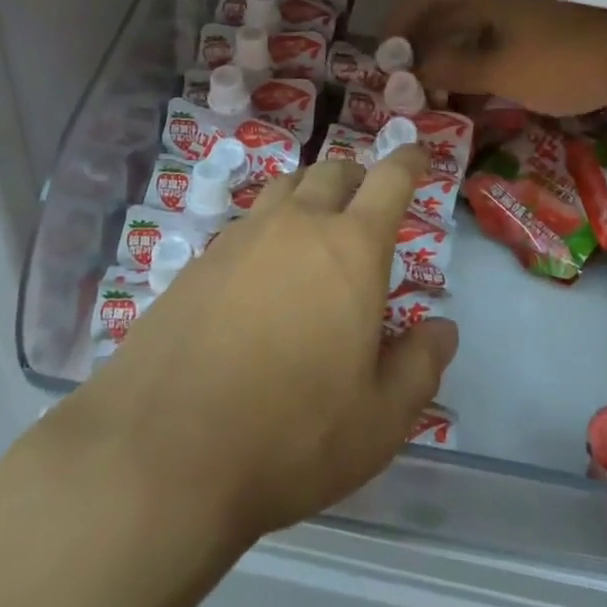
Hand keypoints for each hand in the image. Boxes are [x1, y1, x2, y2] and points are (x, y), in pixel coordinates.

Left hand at [51, 147, 457, 547]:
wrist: (163, 453)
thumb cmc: (291, 435)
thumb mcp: (378, 420)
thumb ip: (419, 366)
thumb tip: (443, 328)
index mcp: (350, 248)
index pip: (389, 180)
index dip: (408, 161)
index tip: (419, 154)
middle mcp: (296, 225)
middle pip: (332, 172)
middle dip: (358, 176)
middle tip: (367, 200)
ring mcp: (241, 237)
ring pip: (285, 188)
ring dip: (310, 193)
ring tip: (316, 223)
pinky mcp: (199, 261)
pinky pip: (246, 224)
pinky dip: (268, 228)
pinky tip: (262, 271)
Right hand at [383, 0, 606, 118]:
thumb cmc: (569, 61)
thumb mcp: (503, 72)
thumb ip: (452, 68)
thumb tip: (408, 70)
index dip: (398, 27)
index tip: (384, 62)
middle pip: (445, 12)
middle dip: (423, 49)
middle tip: (410, 86)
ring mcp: (523, 1)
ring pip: (471, 25)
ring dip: (451, 58)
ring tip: (442, 97)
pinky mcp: (543, 18)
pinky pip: (496, 34)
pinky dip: (481, 59)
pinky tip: (479, 90)